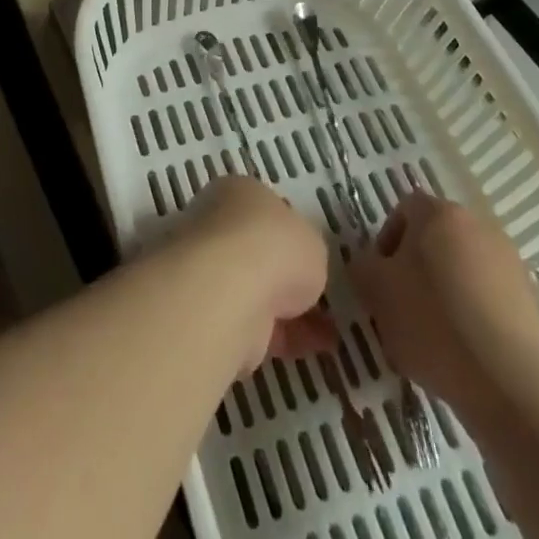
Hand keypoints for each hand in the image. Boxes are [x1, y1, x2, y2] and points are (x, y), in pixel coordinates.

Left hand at [174, 176, 334, 371]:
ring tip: (329, 331)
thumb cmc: (273, 245)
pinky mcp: (210, 312)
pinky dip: (283, 337)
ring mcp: (209, 269)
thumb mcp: (312, 239)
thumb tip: (301, 264)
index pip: (264, 209)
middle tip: (320, 298)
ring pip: (255, 289)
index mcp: (238, 191)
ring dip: (288, 310)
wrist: (229, 291)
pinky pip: (254, 323)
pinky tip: (314, 347)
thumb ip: (307, 250)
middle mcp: (217, 224)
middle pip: (257, 250)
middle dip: (287, 276)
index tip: (312, 257)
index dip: (290, 234)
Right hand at [351, 192, 538, 420]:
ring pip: (463, 271)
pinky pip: (489, 301)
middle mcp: (478, 225)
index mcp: (439, 212)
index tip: (381, 282)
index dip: (386, 242)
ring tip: (435, 340)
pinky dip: (474, 319)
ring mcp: (511, 264)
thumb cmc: (434, 323)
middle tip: (403, 309)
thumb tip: (371, 264)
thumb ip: (363, 266)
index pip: (403, 210)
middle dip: (417, 269)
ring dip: (446, 295)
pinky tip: (466, 355)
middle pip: (435, 239)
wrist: (515, 386)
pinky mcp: (533, 303)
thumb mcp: (376, 291)